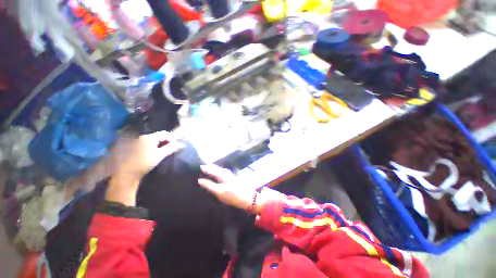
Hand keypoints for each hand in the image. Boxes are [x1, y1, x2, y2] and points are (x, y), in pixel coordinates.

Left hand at [112, 131, 182, 179]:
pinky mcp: (134, 147)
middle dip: (166, 141)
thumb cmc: (144, 163)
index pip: (165, 134)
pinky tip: (154, 153)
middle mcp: (142, 137)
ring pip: (153, 140)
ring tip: (164, 152)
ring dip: (160, 144)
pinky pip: (148, 144)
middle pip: (159, 136)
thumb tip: (182, 144)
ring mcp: (137, 142)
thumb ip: (171, 148)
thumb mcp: (160, 155)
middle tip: (171, 149)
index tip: (177, 145)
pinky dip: (153, 147)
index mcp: (149, 137)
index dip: (172, 138)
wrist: (126, 173)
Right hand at [198, 165, 257, 211]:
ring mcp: (231, 175)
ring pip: (221, 169)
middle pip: (217, 168)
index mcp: (222, 174)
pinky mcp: (233, 178)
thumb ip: (209, 185)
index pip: (212, 170)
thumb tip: (200, 180)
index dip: (206, 168)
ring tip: (210, 168)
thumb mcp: (219, 192)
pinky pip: (224, 172)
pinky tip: (219, 173)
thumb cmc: (232, 195)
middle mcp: (226, 173)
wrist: (248, 198)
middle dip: (210, 167)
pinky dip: (219, 171)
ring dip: (215, 168)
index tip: (199, 166)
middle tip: (203, 166)